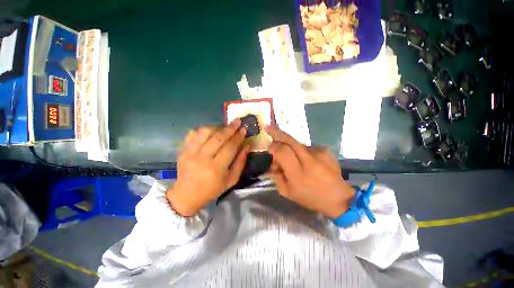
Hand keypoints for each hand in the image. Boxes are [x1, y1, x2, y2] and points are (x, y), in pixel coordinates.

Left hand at [166, 119, 249, 215]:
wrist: (187, 195)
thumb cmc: (213, 189)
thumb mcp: (231, 180)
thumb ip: (240, 162)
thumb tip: (247, 145)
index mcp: (216, 168)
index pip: (230, 147)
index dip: (238, 137)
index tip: (244, 129)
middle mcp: (202, 158)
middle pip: (218, 137)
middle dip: (230, 128)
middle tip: (237, 121)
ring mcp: (190, 153)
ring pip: (204, 132)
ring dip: (217, 126)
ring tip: (224, 127)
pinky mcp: (182, 150)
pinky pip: (192, 134)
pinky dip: (202, 130)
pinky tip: (210, 132)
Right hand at [267, 126, 354, 217]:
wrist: (338, 198)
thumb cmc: (310, 198)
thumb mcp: (287, 192)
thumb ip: (277, 176)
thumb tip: (274, 162)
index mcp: (298, 174)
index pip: (283, 152)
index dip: (274, 147)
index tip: (269, 147)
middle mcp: (309, 161)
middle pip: (291, 141)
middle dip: (278, 133)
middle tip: (269, 127)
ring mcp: (319, 154)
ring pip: (298, 144)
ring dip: (291, 147)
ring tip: (294, 159)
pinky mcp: (326, 151)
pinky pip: (307, 147)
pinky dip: (302, 151)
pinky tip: (306, 160)